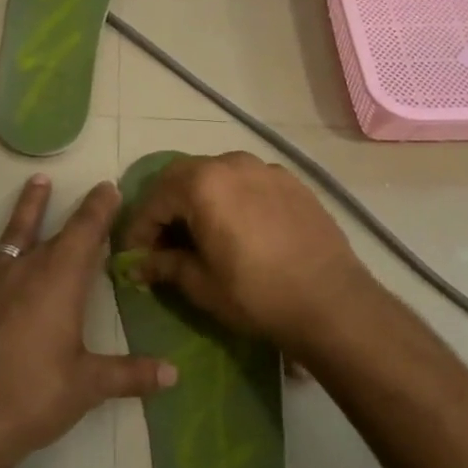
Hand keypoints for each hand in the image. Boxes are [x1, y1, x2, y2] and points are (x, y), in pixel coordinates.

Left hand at [0, 175, 176, 467]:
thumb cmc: (37, 396)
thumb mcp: (90, 385)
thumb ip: (131, 374)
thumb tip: (174, 374)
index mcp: (61, 282)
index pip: (86, 233)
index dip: (100, 209)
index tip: (110, 189)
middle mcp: (27, 271)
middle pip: (54, 233)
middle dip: (75, 211)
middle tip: (90, 191)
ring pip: (12, 236)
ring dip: (27, 209)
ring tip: (36, 181)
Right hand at [116, 151, 378, 360]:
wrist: (333, 304)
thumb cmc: (256, 294)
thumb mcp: (201, 284)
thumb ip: (164, 265)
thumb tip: (137, 265)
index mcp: (203, 184)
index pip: (155, 199)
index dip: (139, 228)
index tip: (134, 255)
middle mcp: (231, 164)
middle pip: (183, 178)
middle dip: (166, 208)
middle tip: (162, 242)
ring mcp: (265, 169)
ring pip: (217, 176)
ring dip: (199, 200)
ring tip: (200, 234)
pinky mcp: (292, 182)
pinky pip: (248, 182)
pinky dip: (231, 199)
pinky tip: (237, 229)